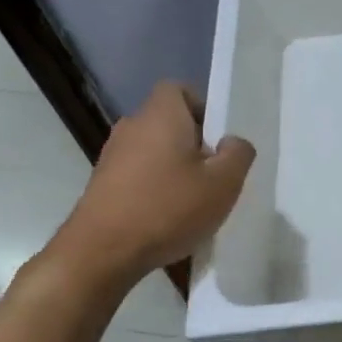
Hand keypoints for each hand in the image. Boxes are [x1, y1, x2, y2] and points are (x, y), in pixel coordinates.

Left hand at [44, 82, 254, 290]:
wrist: (102, 252)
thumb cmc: (168, 208)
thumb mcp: (224, 183)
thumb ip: (238, 154)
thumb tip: (233, 142)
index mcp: (161, 115)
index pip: (179, 89)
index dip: (203, 108)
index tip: (219, 139)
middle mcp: (132, 127)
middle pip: (169, 123)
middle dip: (195, 144)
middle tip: (215, 175)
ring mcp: (112, 156)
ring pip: (155, 151)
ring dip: (176, 169)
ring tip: (194, 202)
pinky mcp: (102, 184)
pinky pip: (139, 175)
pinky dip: (156, 188)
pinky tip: (168, 218)